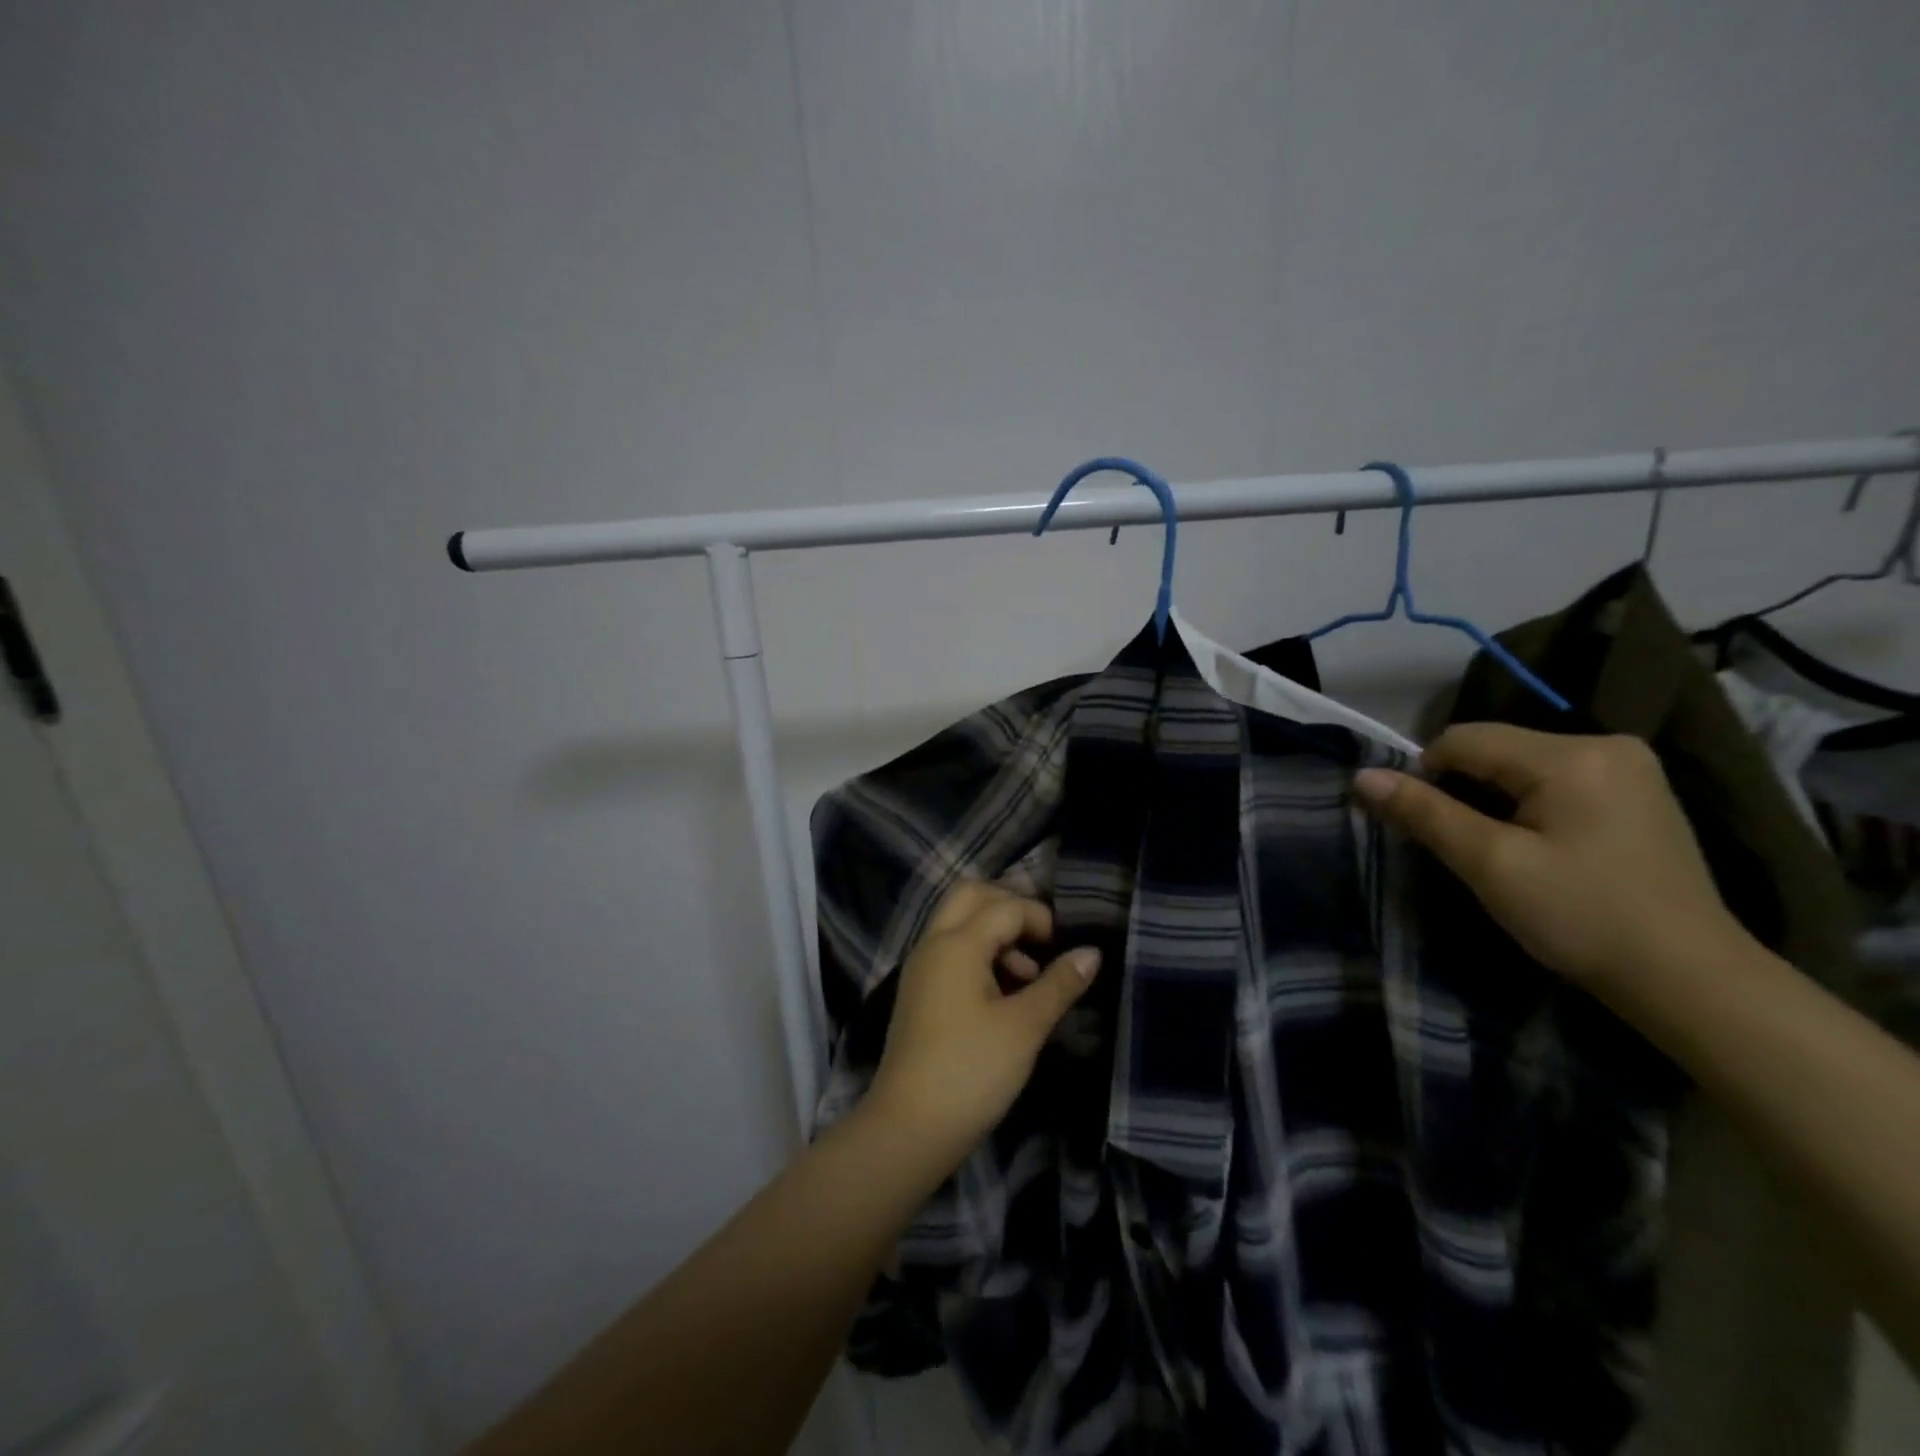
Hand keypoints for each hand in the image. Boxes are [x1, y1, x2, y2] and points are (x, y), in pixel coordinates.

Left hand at [865, 881, 1099, 1163]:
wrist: (910, 1127)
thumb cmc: (972, 1070)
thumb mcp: (1025, 1027)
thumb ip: (1059, 984)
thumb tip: (1092, 953)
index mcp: (957, 943)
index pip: (1005, 906)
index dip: (1041, 919)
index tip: (1066, 950)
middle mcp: (934, 943)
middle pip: (972, 896)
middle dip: (1010, 906)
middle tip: (1042, 939)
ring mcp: (922, 967)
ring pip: (959, 923)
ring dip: (995, 932)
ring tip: (1029, 975)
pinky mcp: (919, 991)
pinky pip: (951, 950)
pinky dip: (979, 953)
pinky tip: (1004, 993)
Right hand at [1353, 724, 1750, 1005]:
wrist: (1691, 980)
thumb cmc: (1582, 917)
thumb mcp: (1490, 864)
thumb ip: (1425, 813)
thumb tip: (1361, 777)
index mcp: (1571, 755)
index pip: (1464, 739)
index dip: (1426, 776)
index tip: (1426, 827)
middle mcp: (1606, 743)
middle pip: (1495, 749)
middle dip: (1463, 789)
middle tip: (1464, 846)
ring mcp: (1629, 768)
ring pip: (1521, 766)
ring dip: (1493, 799)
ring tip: (1500, 850)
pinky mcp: (1638, 793)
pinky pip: (1554, 781)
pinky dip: (1527, 805)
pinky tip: (1539, 846)